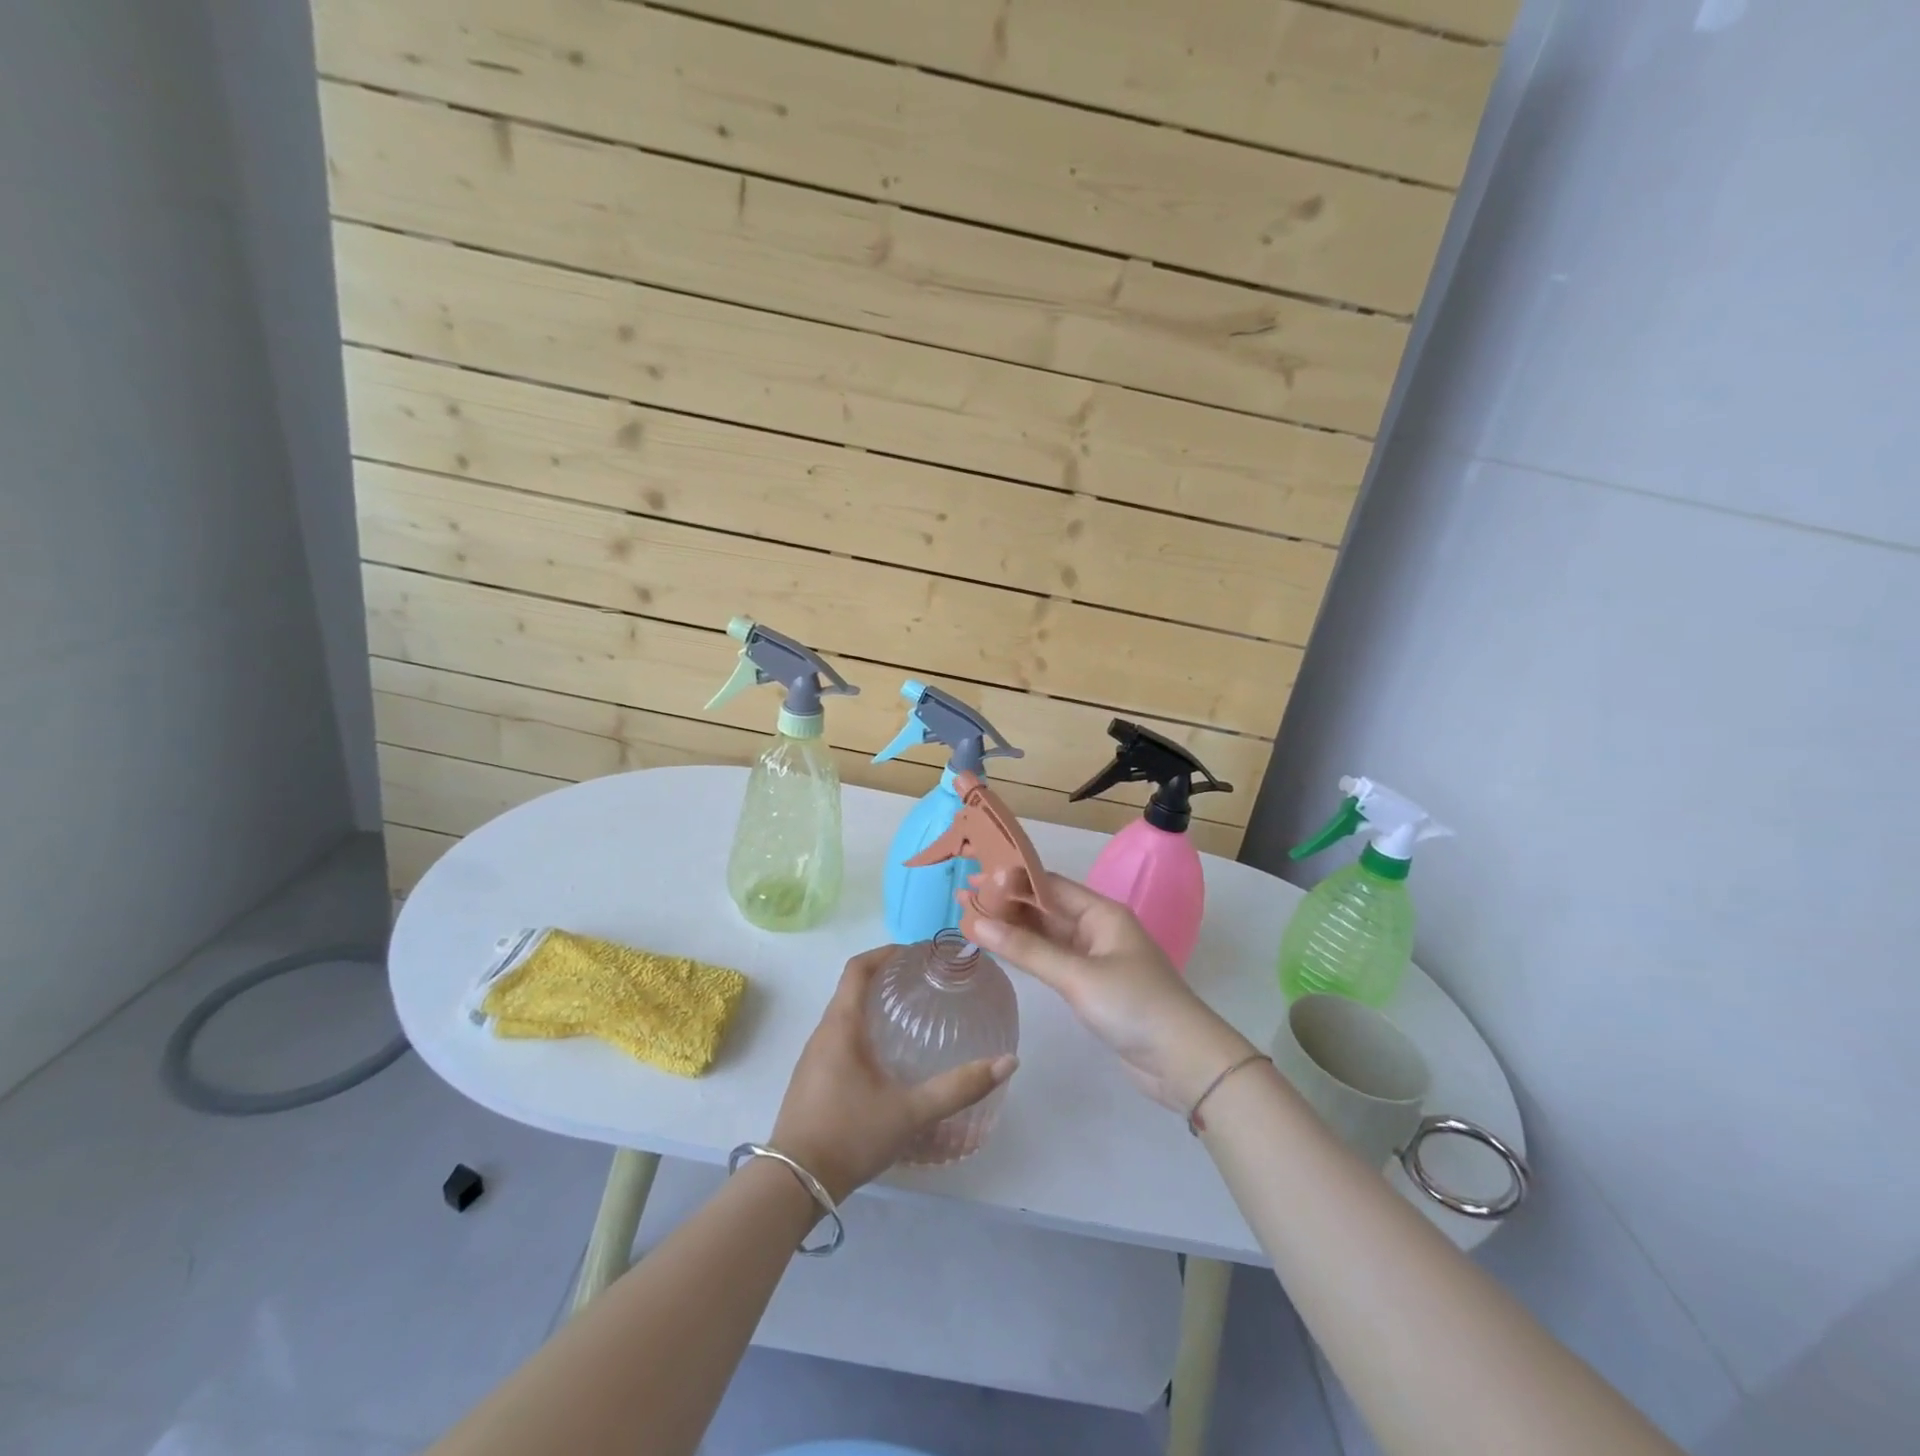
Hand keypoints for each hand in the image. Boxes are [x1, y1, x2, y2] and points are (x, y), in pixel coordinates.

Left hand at [771, 946, 1017, 1201]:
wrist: (793, 1185)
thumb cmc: (849, 1135)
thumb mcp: (910, 1112)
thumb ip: (958, 1088)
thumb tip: (1008, 1062)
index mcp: (841, 1026)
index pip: (858, 968)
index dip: (886, 952)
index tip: (917, 953)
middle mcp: (823, 1034)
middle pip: (852, 988)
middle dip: (885, 978)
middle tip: (924, 983)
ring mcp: (813, 1059)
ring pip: (845, 1016)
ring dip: (874, 1006)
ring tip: (911, 1016)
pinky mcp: (812, 1081)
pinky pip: (839, 1039)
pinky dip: (864, 1031)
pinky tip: (888, 1059)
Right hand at [971, 874, 1255, 1114]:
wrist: (1183, 1062)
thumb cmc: (1134, 1006)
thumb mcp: (1078, 975)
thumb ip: (1027, 950)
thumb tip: (977, 922)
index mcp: (1102, 913)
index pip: (1049, 885)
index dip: (1011, 880)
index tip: (974, 878)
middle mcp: (1098, 928)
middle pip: (1045, 908)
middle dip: (1006, 903)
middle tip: (963, 898)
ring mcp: (1095, 958)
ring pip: (1047, 935)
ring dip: (1013, 928)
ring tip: (972, 920)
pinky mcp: (1093, 986)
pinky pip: (1053, 960)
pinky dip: (1027, 954)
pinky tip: (1002, 949)